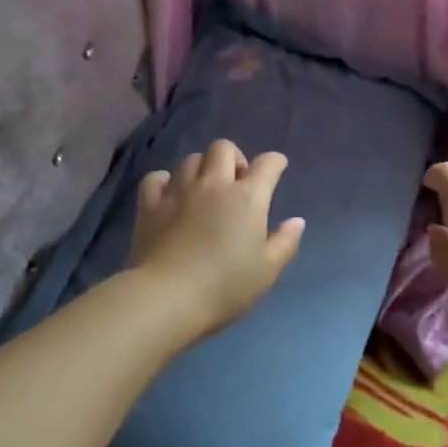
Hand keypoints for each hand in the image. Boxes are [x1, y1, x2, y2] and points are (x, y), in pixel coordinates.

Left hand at [129, 140, 305, 336]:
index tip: (277, 168)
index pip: (267, 164)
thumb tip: (297, 221)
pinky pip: (156, 178)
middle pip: (223, 148)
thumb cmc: (225, 287)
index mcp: (247, 198)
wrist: (167, 297)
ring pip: (191, 159)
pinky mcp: (151, 205)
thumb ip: (285, 243)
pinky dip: (165, 181)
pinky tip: (170, 194)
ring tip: (205, 189)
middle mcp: (214, 185)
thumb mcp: (267, 271)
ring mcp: (179, 192)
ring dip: (202, 168)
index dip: (275, 162)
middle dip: (235, 158)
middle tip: (237, 182)